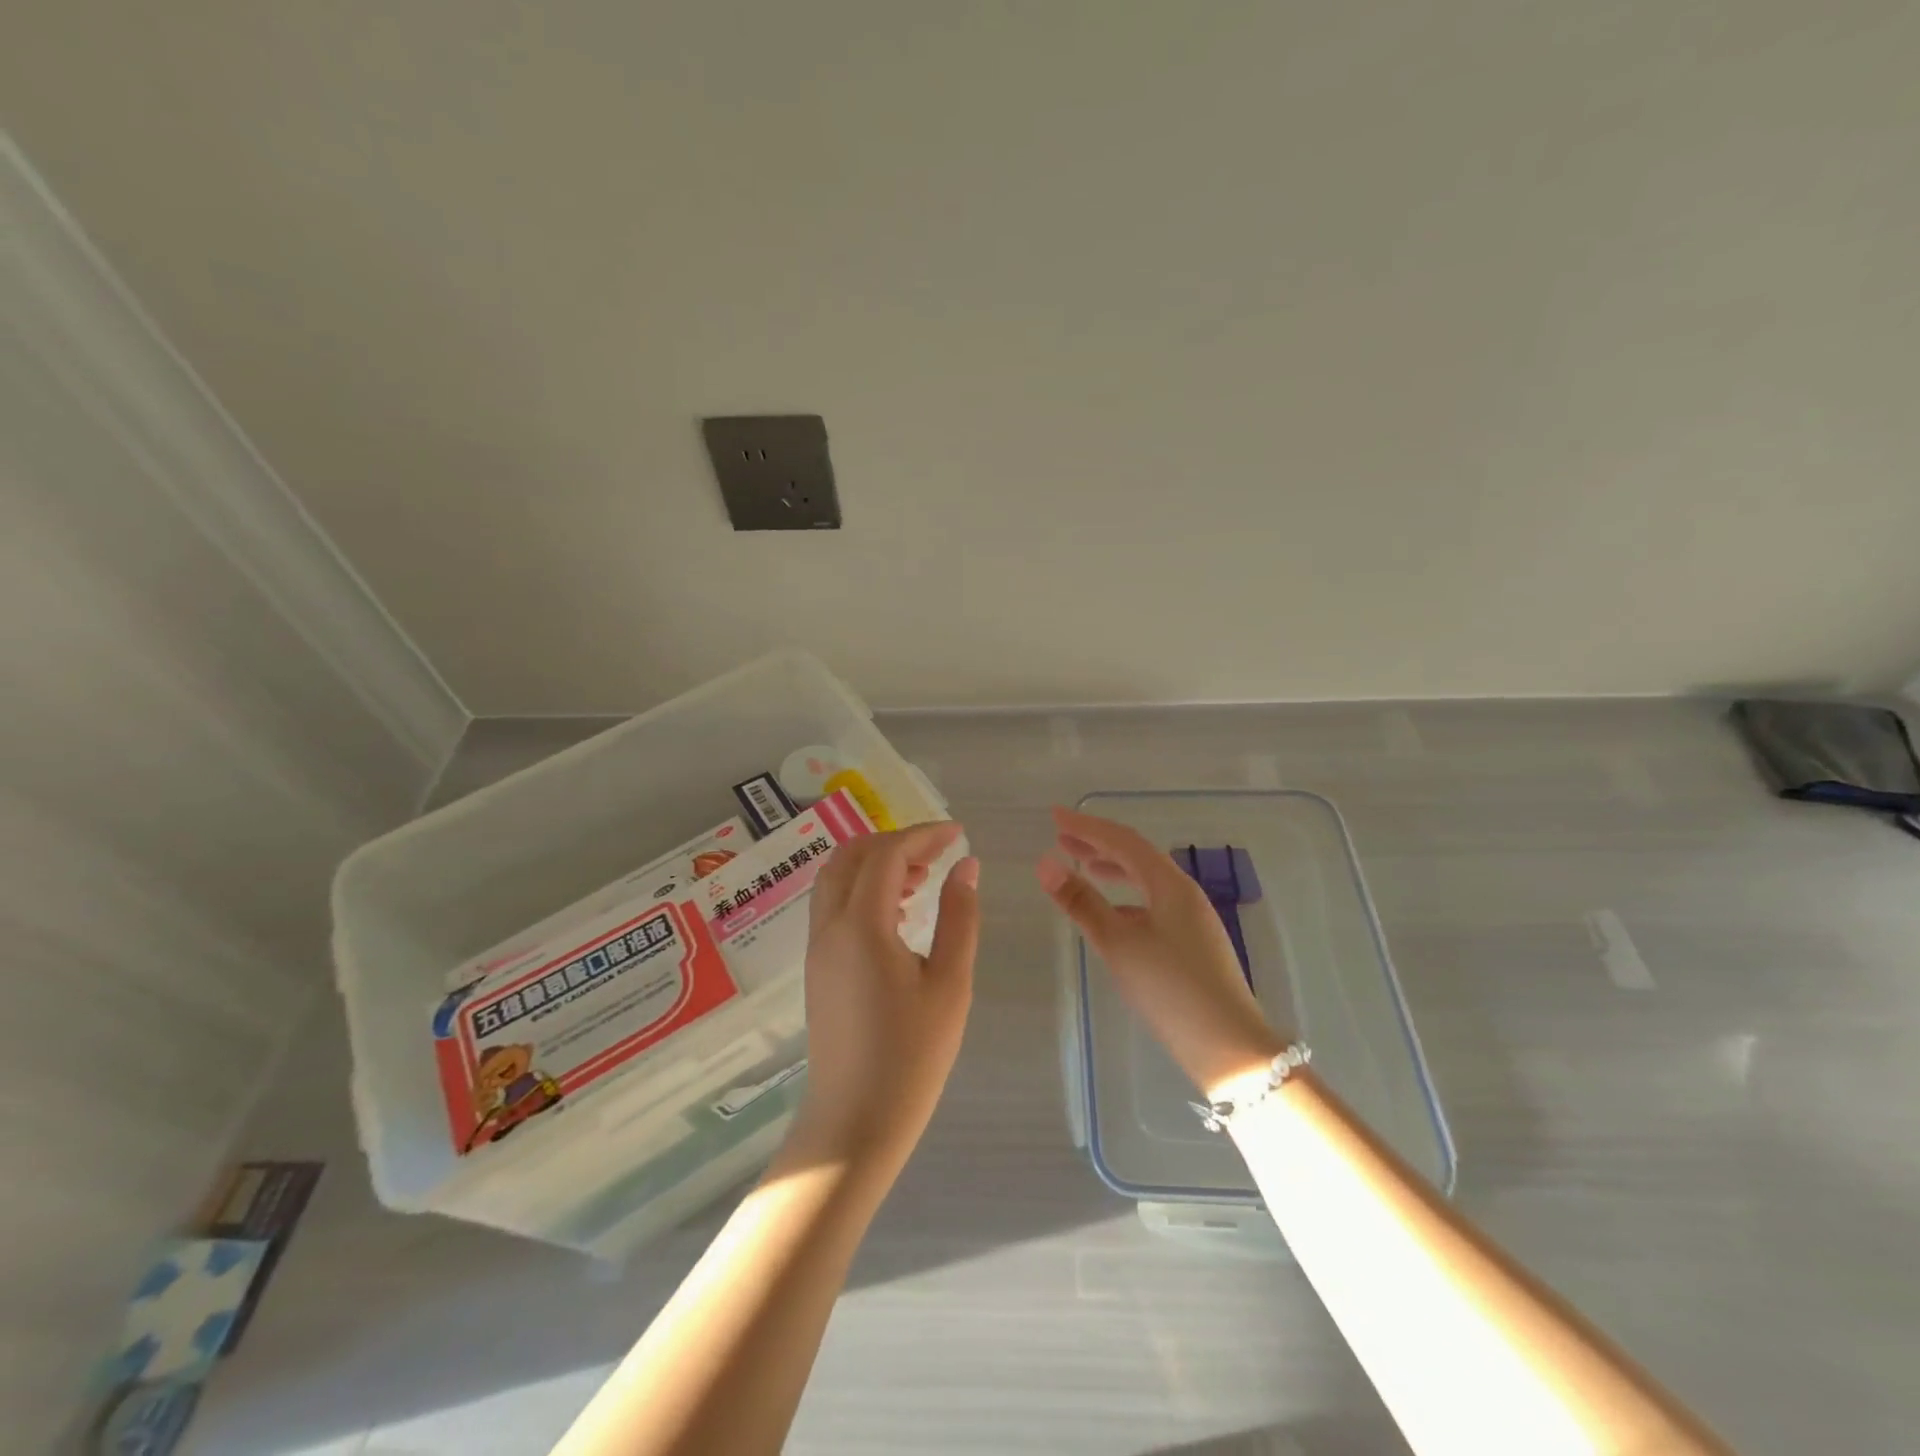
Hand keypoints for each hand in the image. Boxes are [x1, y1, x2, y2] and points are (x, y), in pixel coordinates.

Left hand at [784, 822, 979, 1178]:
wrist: (855, 1122)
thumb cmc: (912, 1056)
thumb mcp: (950, 984)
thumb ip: (959, 917)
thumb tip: (966, 866)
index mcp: (861, 925)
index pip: (888, 854)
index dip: (924, 836)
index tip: (958, 834)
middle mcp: (829, 926)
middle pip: (852, 855)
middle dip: (896, 842)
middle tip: (939, 854)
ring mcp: (817, 947)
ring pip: (837, 878)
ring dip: (876, 864)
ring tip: (923, 880)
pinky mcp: (817, 966)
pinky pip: (834, 904)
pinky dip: (863, 888)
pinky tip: (899, 911)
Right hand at [1036, 806, 1286, 1097]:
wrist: (1229, 1046)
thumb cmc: (1171, 989)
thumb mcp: (1118, 944)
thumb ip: (1082, 902)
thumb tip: (1045, 863)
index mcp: (1170, 885)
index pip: (1123, 841)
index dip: (1087, 826)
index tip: (1055, 816)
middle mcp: (1183, 893)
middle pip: (1136, 856)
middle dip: (1097, 844)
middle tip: (1061, 837)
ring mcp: (1191, 919)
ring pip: (1146, 880)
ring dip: (1112, 868)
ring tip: (1082, 866)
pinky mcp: (1191, 943)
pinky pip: (1152, 903)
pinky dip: (1125, 897)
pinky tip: (1111, 913)